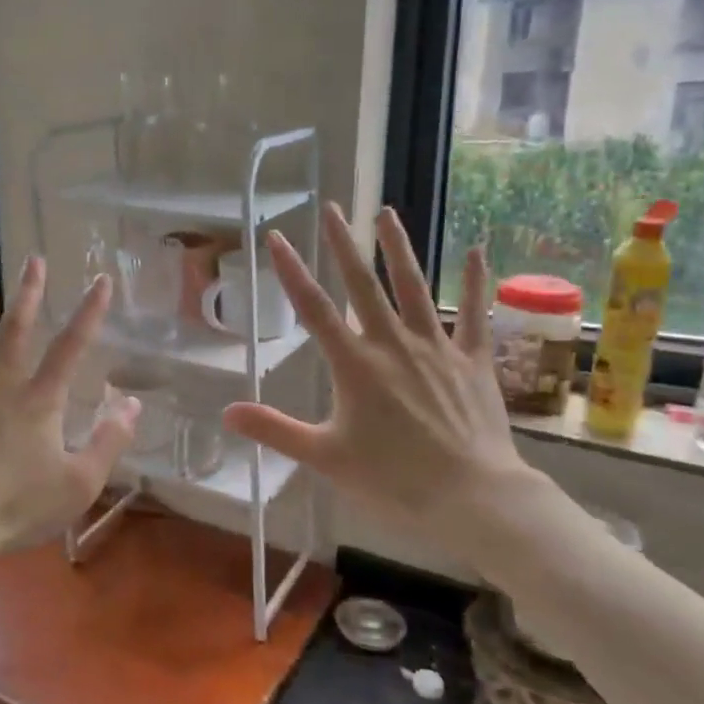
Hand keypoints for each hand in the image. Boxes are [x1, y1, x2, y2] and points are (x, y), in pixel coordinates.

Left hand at [0, 258, 138, 568]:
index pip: (71, 348)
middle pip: (15, 331)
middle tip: (31, 259)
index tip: (101, 280)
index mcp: (40, 402)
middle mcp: (0, 388)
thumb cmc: (18, 507)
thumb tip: (133, 404)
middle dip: (27, 293)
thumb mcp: (80, 483)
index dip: (90, 313)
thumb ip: (109, 441)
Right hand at [222, 206, 548, 571]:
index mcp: (355, 366)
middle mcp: (393, 345)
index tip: (278, 237)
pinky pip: (475, 314)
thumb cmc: (393, 480)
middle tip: (332, 207)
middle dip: (344, 244)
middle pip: (364, 285)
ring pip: (415, 288)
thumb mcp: (325, 458)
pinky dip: (476, 282)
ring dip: (399, 249)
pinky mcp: (473, 360)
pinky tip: (476, 249)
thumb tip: (227, 412)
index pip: (314, 309)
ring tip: (386, 213)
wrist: (471, 496)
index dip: (293, 271)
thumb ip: (275, 431)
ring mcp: (437, 348)